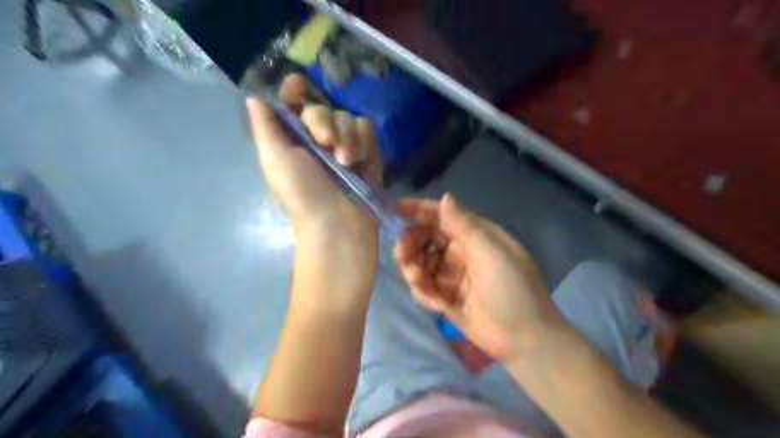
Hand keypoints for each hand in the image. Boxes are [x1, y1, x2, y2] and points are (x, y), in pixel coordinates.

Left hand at [247, 71, 382, 276]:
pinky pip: (367, 129)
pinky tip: (359, 161)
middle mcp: (318, 139)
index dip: (295, 90)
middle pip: (323, 107)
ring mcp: (345, 145)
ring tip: (345, 162)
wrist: (338, 224)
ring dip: (346, 136)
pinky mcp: (368, 153)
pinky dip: (363, 141)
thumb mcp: (274, 159)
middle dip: (323, 121)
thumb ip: (265, 126)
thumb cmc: (302, 193)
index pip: (294, 103)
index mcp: (292, 139)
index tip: (298, 87)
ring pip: (348, 117)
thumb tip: (256, 98)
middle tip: (325, 144)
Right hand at [396, 194, 568, 361]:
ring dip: (414, 271)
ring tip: (422, 285)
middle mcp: (460, 251)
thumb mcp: (492, 254)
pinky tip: (437, 305)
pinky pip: (423, 287)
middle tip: (403, 258)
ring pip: (419, 263)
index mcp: (474, 235)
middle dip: (409, 246)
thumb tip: (446, 197)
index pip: (442, 215)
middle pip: (423, 238)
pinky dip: (423, 293)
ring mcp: (451, 274)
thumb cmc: (512, 290)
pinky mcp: (445, 296)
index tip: (396, 210)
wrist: (523, 340)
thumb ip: (466, 226)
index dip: (419, 209)